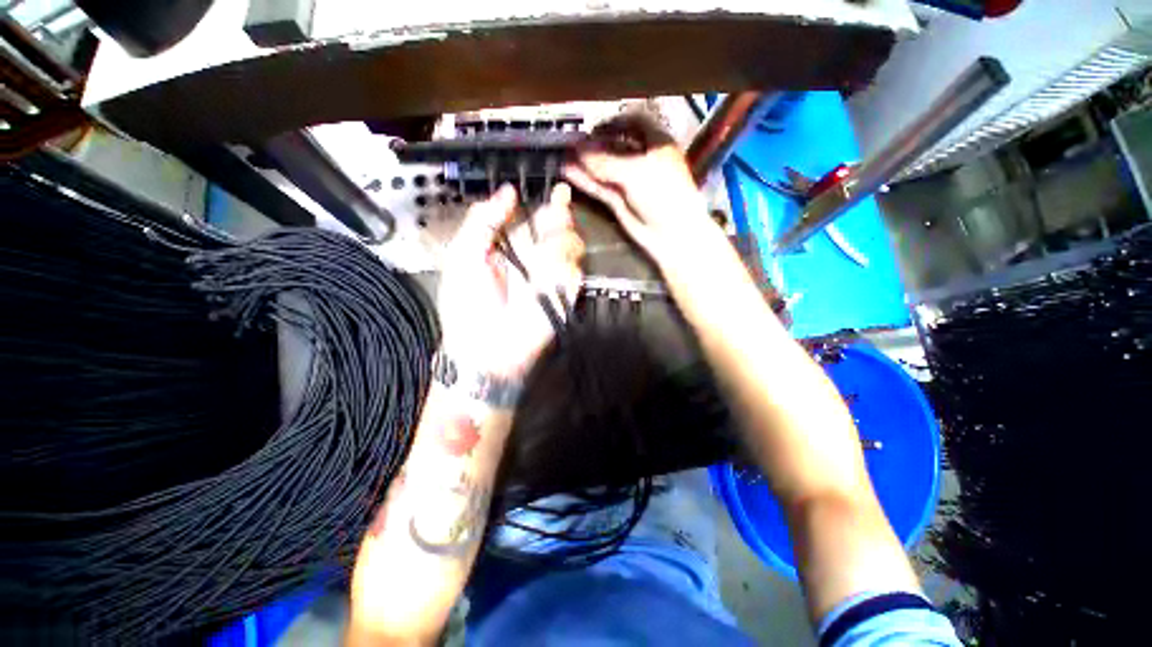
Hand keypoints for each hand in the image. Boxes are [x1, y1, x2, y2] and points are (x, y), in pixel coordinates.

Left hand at [437, 183, 582, 378]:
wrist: (483, 348)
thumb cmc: (466, 304)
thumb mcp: (463, 256)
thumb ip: (483, 221)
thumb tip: (508, 192)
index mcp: (513, 248)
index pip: (539, 219)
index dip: (550, 203)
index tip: (558, 189)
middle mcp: (537, 260)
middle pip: (561, 228)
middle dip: (560, 217)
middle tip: (558, 211)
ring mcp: (553, 278)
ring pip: (572, 246)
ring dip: (560, 243)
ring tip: (544, 253)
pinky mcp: (564, 297)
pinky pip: (574, 274)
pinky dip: (564, 269)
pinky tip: (548, 275)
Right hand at [563, 114, 726, 267]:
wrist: (671, 234)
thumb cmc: (663, 193)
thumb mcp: (636, 172)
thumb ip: (605, 161)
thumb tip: (578, 150)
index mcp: (657, 143)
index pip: (635, 122)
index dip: (614, 121)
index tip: (592, 125)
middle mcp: (643, 160)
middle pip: (615, 145)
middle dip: (594, 143)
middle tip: (571, 141)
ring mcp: (630, 182)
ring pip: (605, 168)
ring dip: (586, 162)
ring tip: (563, 155)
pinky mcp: (619, 201)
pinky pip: (600, 187)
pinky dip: (586, 180)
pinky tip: (568, 172)